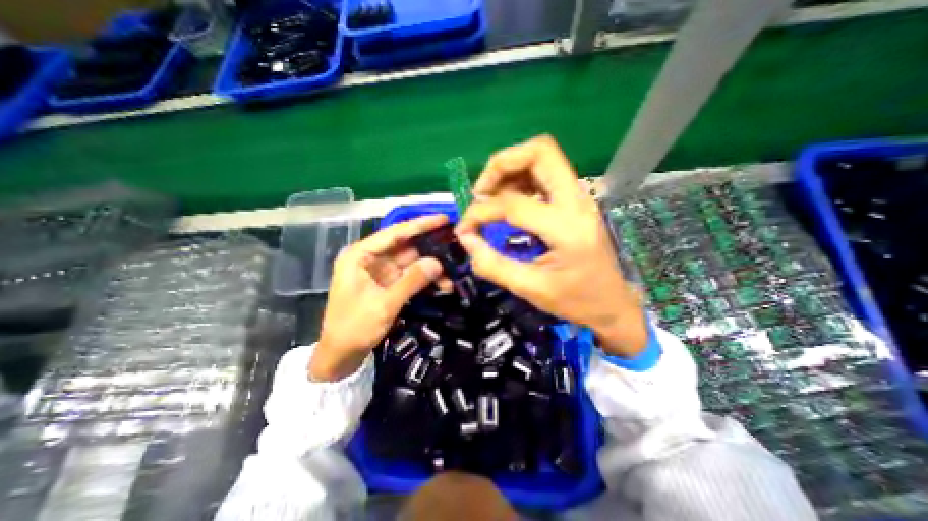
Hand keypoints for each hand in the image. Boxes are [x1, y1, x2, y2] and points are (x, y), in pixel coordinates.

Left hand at [309, 213, 447, 380]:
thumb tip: (437, 263)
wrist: (341, 356)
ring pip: (410, 261)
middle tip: (455, 241)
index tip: (443, 219)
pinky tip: (442, 282)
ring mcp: (380, 272)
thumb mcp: (384, 304)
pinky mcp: (387, 284)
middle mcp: (370, 259)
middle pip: (404, 245)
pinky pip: (410, 275)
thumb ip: (412, 281)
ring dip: (430, 265)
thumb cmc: (354, 327)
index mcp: (360, 255)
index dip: (420, 225)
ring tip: (453, 268)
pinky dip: (425, 278)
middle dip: (429, 245)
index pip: (394, 233)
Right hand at [455, 134, 645, 357]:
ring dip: (511, 168)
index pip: (513, 204)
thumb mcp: (530, 289)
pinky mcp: (576, 200)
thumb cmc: (575, 300)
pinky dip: (521, 177)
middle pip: (540, 152)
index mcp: (566, 228)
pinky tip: (509, 199)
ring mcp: (579, 197)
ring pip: (543, 157)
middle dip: (501, 164)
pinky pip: (546, 172)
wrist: (612, 303)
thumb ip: (492, 264)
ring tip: (491, 195)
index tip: (465, 228)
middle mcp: (577, 202)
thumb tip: (465, 239)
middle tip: (481, 191)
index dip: (480, 212)